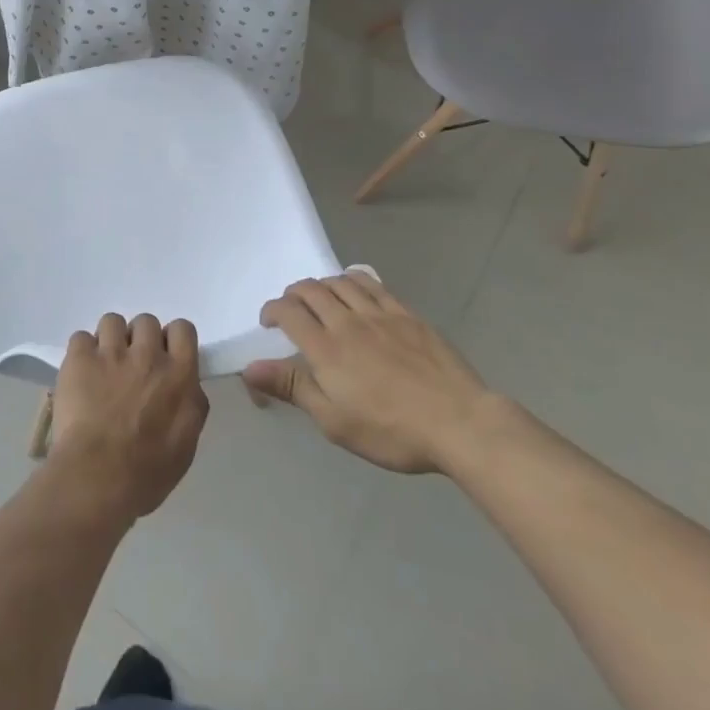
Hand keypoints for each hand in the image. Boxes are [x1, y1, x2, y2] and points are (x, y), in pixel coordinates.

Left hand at [47, 313, 209, 521]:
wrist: (97, 477)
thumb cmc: (147, 473)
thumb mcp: (186, 444)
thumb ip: (190, 405)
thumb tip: (187, 387)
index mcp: (179, 375)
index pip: (183, 329)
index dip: (171, 339)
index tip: (163, 356)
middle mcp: (147, 355)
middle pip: (146, 321)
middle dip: (139, 339)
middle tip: (130, 366)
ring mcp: (111, 353)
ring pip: (112, 321)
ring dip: (110, 340)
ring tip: (102, 366)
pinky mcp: (80, 358)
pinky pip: (81, 337)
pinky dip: (81, 353)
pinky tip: (80, 374)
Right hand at [242, 270, 491, 473]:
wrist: (459, 423)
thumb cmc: (391, 430)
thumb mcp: (334, 420)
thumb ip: (292, 387)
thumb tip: (250, 367)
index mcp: (325, 348)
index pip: (288, 312)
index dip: (272, 311)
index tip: (269, 323)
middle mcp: (347, 321)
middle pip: (311, 290)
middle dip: (293, 293)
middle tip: (291, 308)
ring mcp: (379, 314)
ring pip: (339, 282)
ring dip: (321, 284)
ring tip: (319, 297)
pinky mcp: (406, 314)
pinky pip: (372, 283)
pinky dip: (354, 278)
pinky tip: (353, 285)